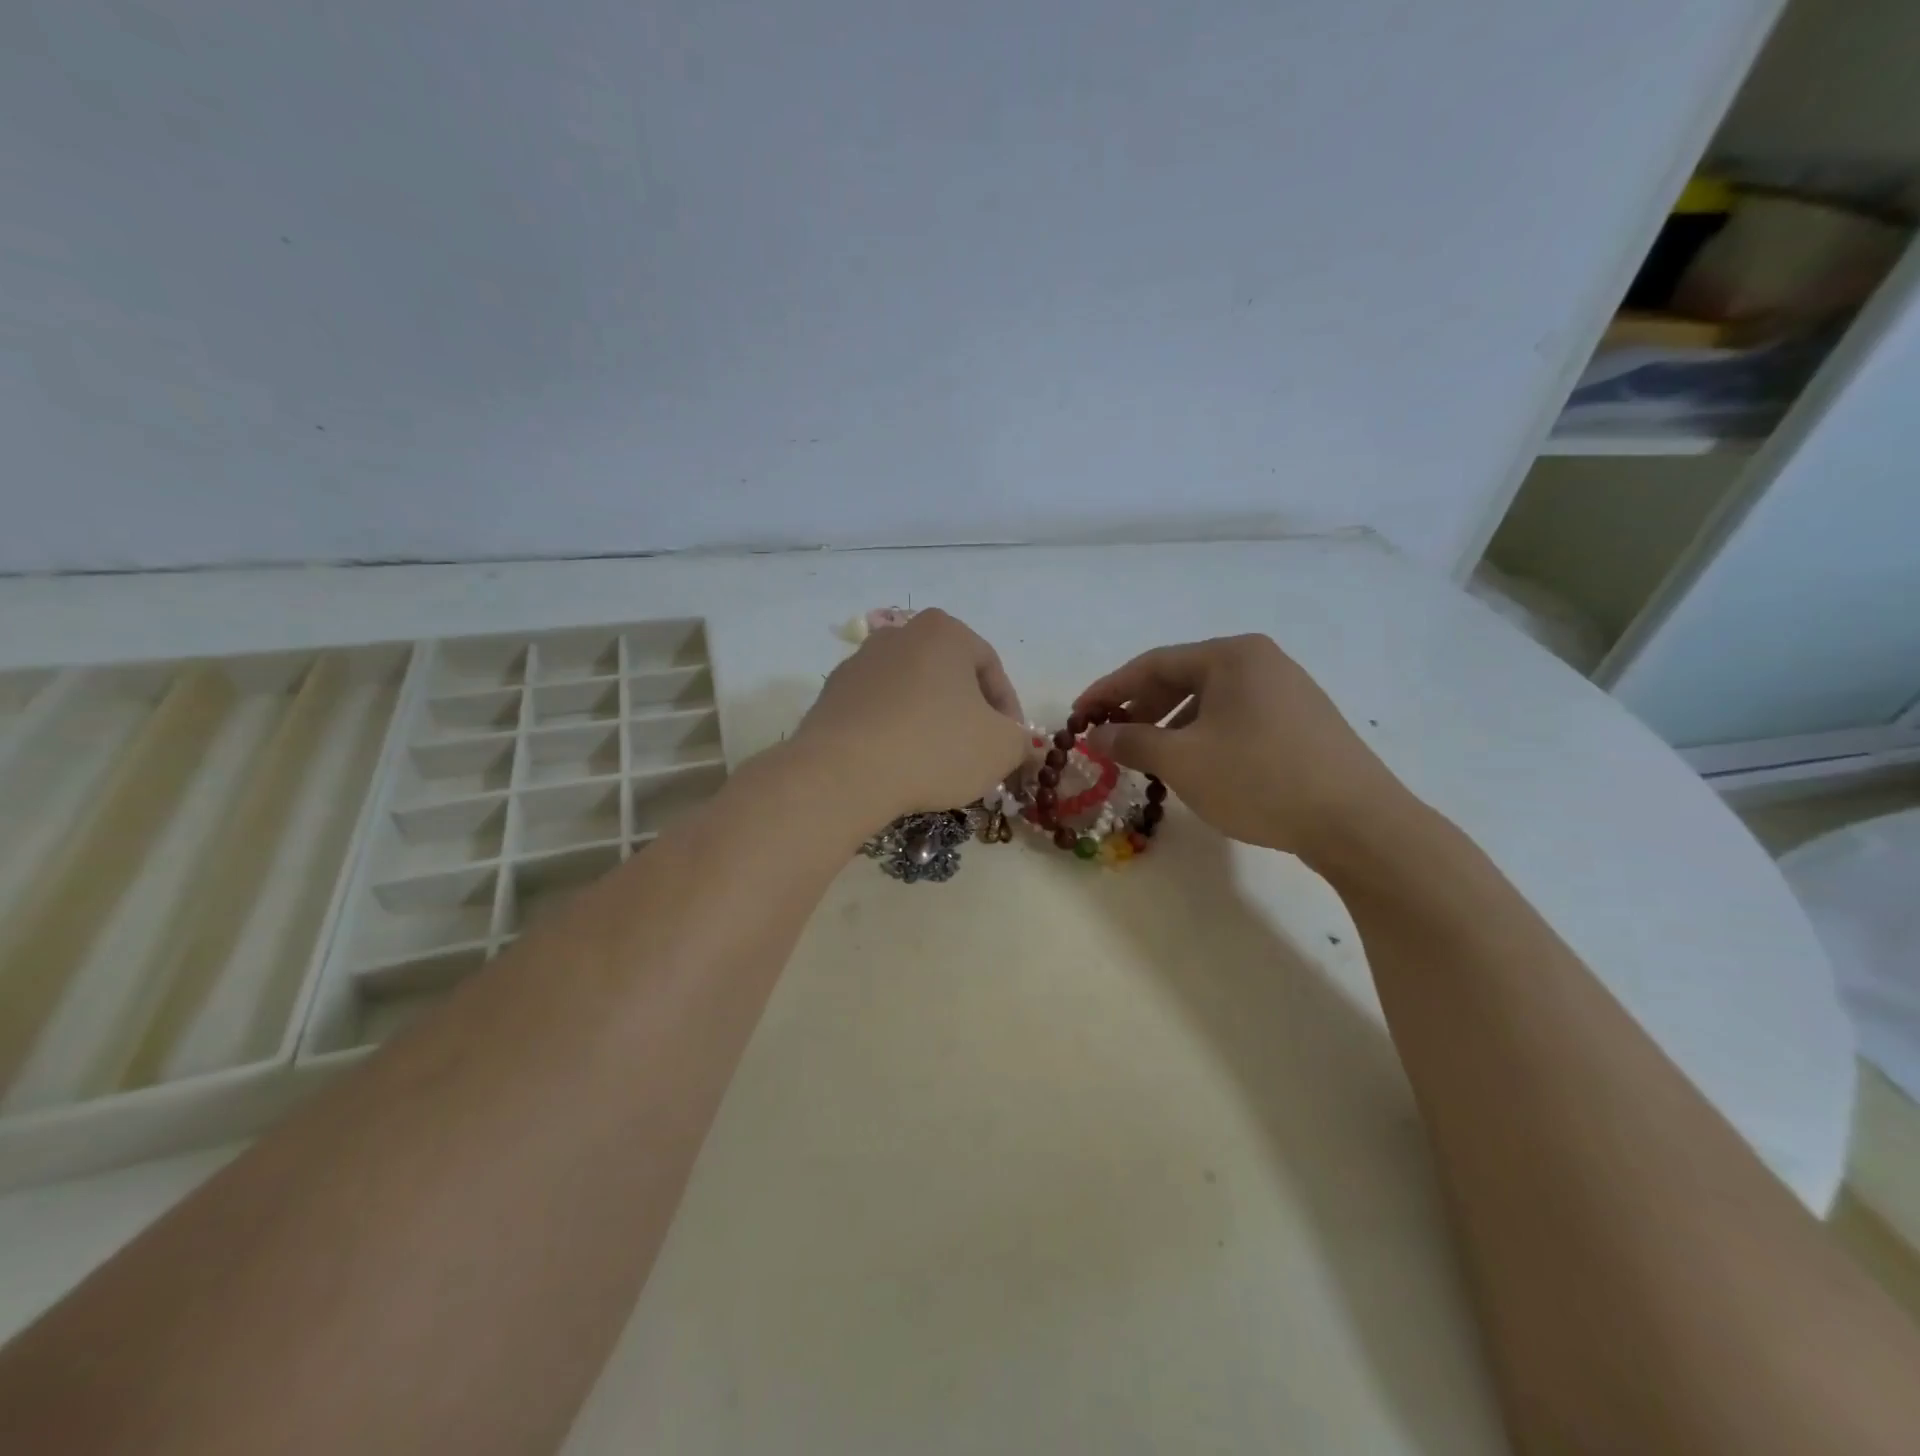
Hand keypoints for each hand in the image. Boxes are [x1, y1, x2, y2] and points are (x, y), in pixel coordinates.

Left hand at [795, 609, 1030, 824]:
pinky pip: (878, 712)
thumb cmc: (934, 748)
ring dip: (930, 723)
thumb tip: (1017, 743)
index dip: (1009, 711)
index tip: (1011, 745)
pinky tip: (899, 765)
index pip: (991, 668)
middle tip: (977, 754)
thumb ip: (1020, 740)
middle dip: (968, 714)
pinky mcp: (832, 695)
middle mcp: (899, 635)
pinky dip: (894, 733)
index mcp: (944, 631)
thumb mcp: (1001, 749)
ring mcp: (859, 663)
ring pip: (912, 693)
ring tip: (937, 764)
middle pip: (949, 677)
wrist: (843, 773)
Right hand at [1076, 634, 1407, 860]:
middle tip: (1111, 738)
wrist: (1358, 822)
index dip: (1109, 689)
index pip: (1153, 663)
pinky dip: (1204, 735)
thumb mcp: (1182, 761)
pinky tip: (1196, 765)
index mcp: (1232, 656)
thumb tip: (1095, 735)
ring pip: (1210, 701)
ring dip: (1170, 725)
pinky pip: (1236, 718)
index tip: (1079, 716)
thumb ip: (1131, 742)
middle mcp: (1261, 662)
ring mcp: (1288, 690)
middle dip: (1140, 708)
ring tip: (1149, 757)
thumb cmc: (1259, 779)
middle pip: (1182, 678)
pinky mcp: (1303, 722)